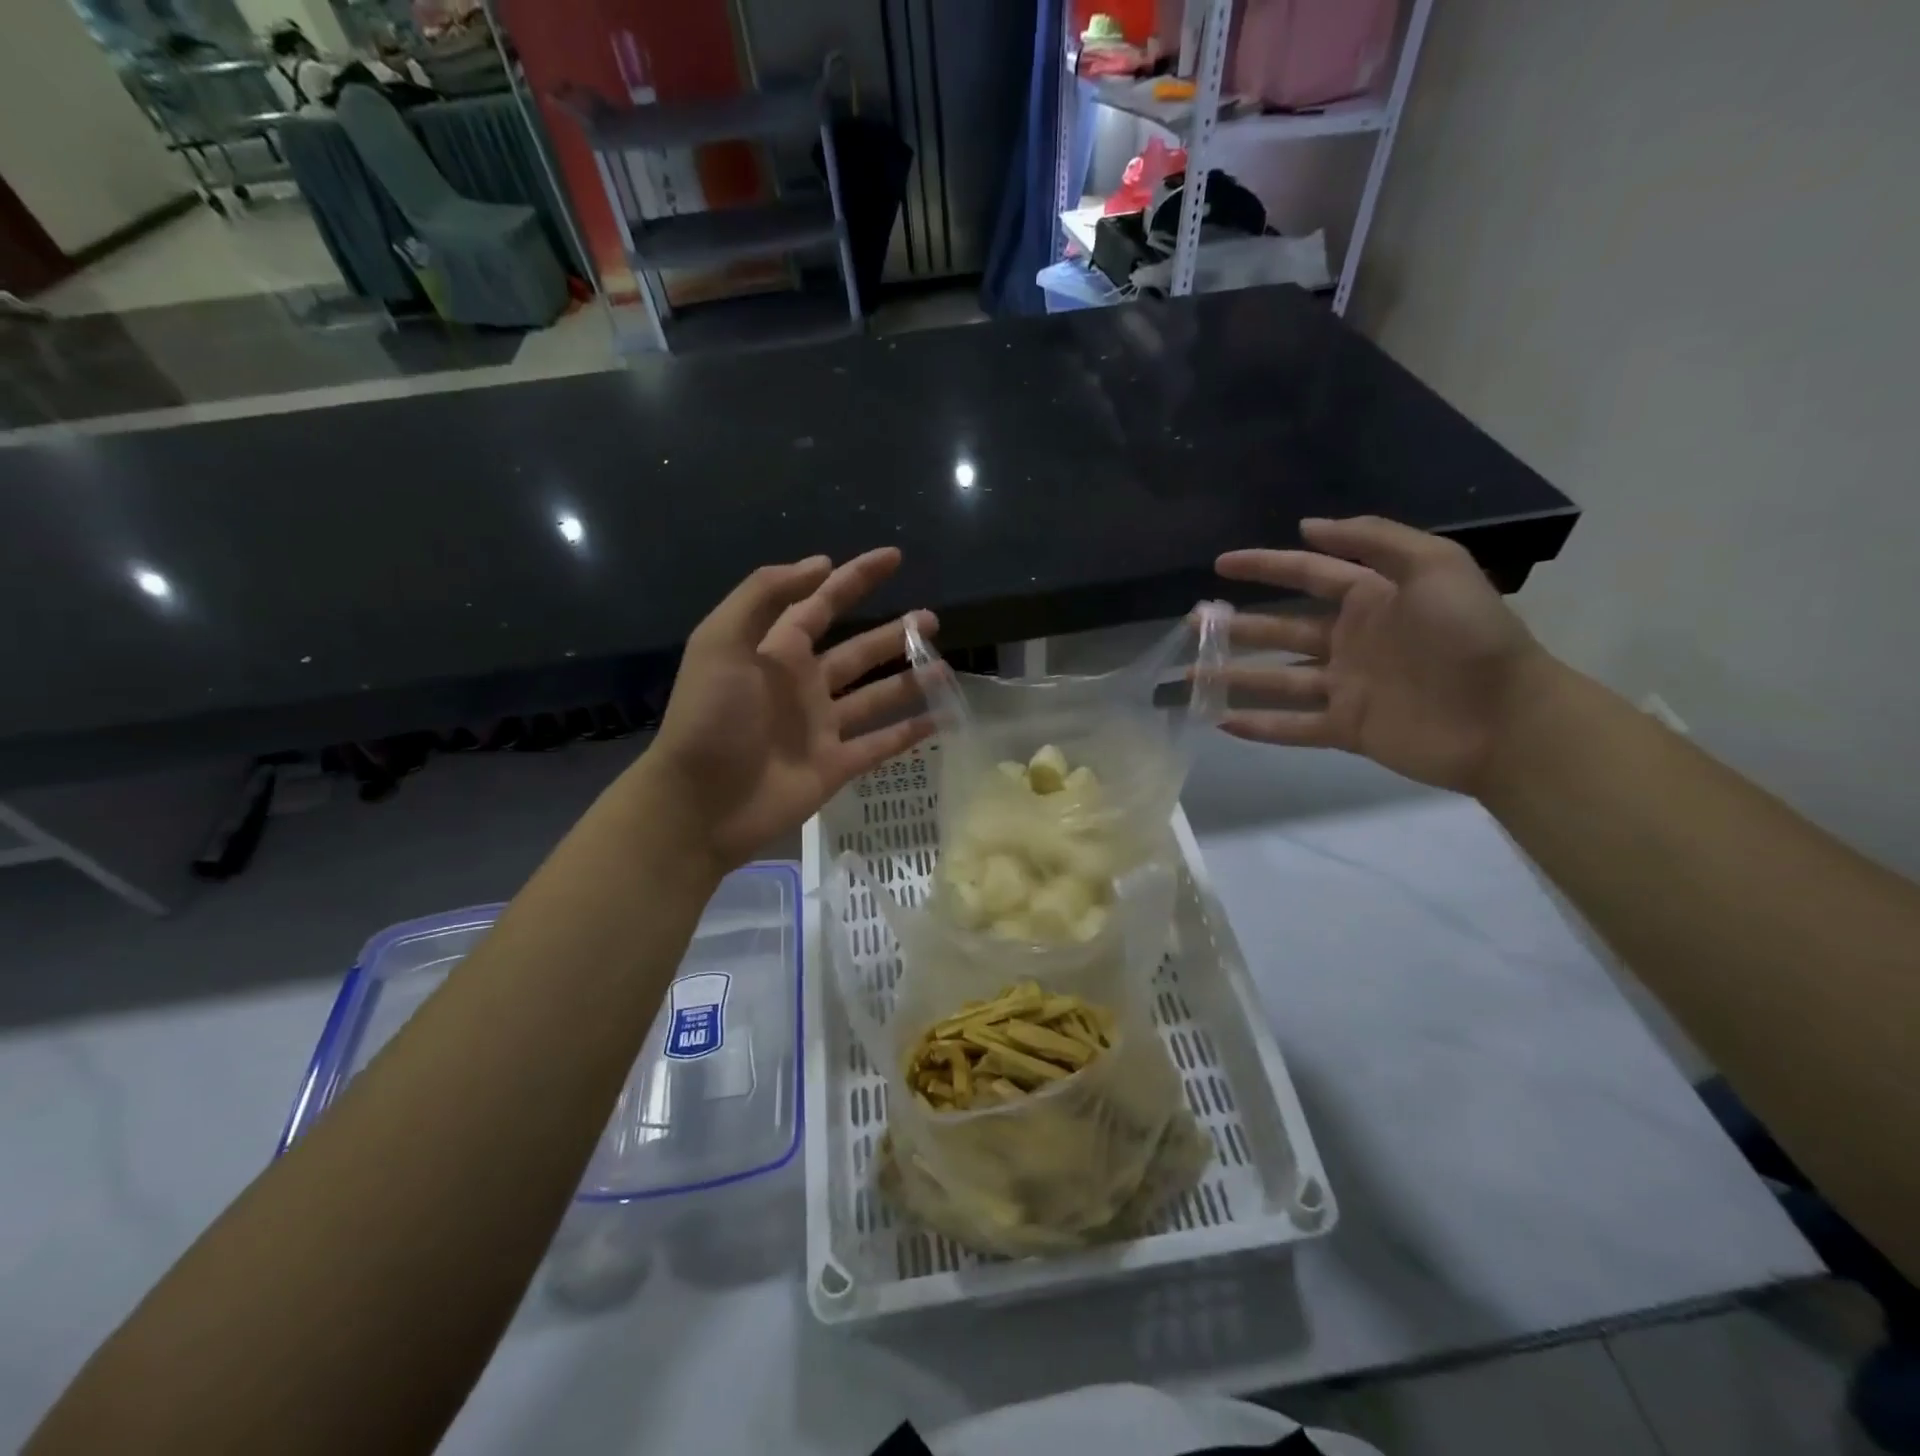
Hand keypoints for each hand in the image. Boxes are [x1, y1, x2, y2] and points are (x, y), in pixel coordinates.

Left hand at [641, 548, 934, 869]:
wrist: (701, 804)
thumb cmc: (709, 719)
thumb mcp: (721, 641)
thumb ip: (765, 596)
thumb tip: (820, 564)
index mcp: (777, 652)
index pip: (822, 604)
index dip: (854, 579)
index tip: (893, 557)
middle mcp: (804, 685)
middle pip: (858, 652)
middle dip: (894, 634)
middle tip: (931, 620)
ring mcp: (822, 728)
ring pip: (876, 697)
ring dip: (909, 681)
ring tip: (944, 667)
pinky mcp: (835, 766)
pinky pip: (880, 744)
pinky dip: (910, 733)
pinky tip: (942, 719)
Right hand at [1214, 516, 1556, 793]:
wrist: (1507, 718)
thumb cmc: (1470, 635)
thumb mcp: (1435, 565)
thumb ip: (1374, 539)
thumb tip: (1308, 527)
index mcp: (1370, 599)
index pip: (1306, 574)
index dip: (1263, 566)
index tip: (1220, 565)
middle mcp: (1351, 640)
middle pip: (1281, 630)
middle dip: (1237, 626)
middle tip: (1194, 623)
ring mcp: (1346, 687)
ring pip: (1278, 679)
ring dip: (1234, 676)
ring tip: (1192, 673)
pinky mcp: (1347, 728)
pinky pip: (1294, 727)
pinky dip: (1260, 726)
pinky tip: (1222, 722)